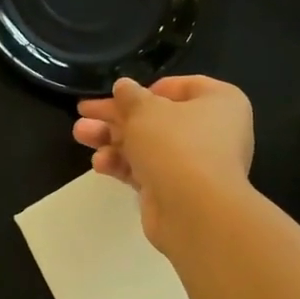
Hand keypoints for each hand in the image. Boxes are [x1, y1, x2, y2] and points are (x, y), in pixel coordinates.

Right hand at [72, 75, 254, 248]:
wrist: (195, 212)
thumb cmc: (176, 145)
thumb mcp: (145, 111)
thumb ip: (130, 97)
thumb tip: (123, 86)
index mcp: (220, 102)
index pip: (181, 87)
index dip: (145, 89)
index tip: (118, 94)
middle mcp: (213, 131)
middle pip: (157, 117)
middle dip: (116, 116)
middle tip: (84, 112)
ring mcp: (195, 164)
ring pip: (148, 145)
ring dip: (112, 139)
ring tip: (80, 134)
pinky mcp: (177, 191)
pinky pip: (147, 171)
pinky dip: (124, 165)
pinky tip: (100, 163)